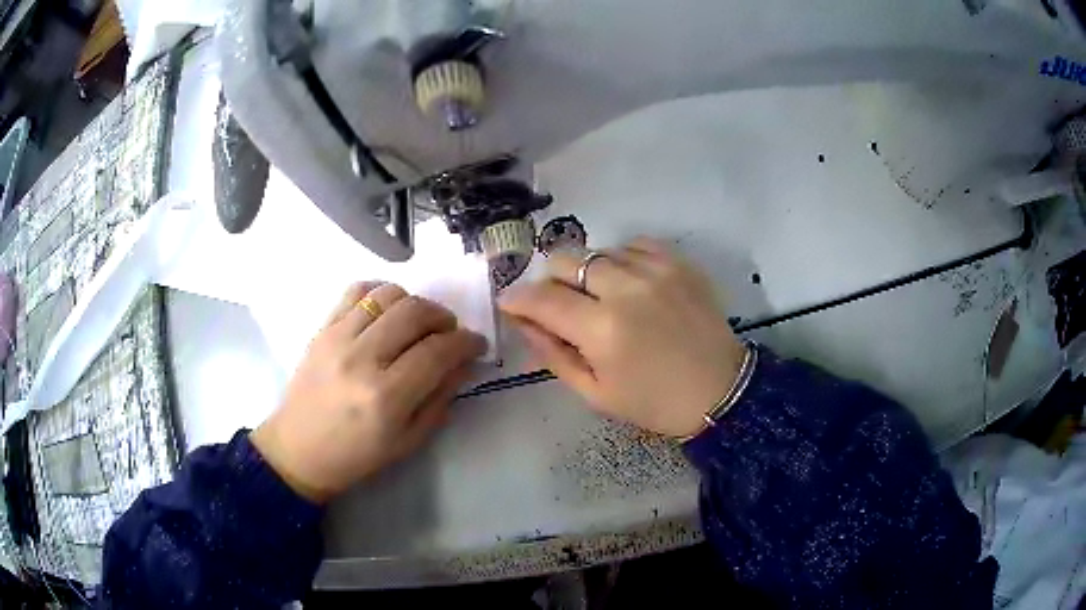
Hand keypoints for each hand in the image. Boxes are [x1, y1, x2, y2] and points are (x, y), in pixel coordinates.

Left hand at [251, 282, 486, 502]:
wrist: (299, 449)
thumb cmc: (357, 456)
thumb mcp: (409, 440)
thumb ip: (440, 398)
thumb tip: (463, 362)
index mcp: (387, 397)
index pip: (438, 351)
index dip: (466, 342)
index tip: (476, 344)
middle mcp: (362, 359)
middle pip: (415, 312)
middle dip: (444, 317)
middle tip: (448, 333)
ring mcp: (337, 338)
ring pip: (388, 295)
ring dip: (414, 302)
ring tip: (417, 323)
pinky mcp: (322, 329)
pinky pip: (356, 291)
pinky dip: (380, 292)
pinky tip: (387, 311)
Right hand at [499, 238, 744, 437]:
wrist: (721, 390)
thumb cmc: (654, 402)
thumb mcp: (595, 393)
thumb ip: (553, 353)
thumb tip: (523, 322)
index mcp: (601, 330)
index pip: (541, 298)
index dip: (517, 298)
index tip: (510, 302)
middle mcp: (624, 289)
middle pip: (565, 260)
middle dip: (550, 280)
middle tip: (558, 303)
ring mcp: (655, 270)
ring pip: (598, 250)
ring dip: (587, 271)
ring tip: (599, 296)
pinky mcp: (678, 262)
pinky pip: (633, 244)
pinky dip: (621, 260)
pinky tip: (628, 283)